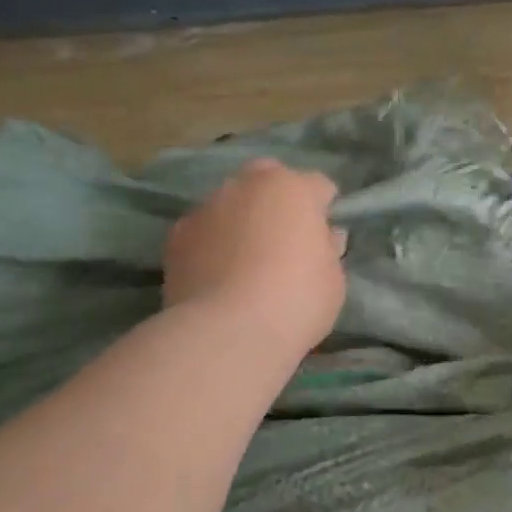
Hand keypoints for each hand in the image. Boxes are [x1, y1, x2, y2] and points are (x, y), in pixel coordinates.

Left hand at [163, 159, 346, 356]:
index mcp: (293, 188)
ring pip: (230, 203)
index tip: (325, 237)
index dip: (325, 210)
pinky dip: (212, 244)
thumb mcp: (334, 280)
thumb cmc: (296, 301)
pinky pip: (203, 231)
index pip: (318, 186)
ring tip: (245, 261)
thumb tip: (323, 236)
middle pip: (267, 179)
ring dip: (241, 220)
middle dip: (277, 200)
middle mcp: (247, 185)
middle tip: (284, 240)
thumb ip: (328, 249)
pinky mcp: (177, 236)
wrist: (228, 332)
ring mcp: (207, 207)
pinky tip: (218, 275)